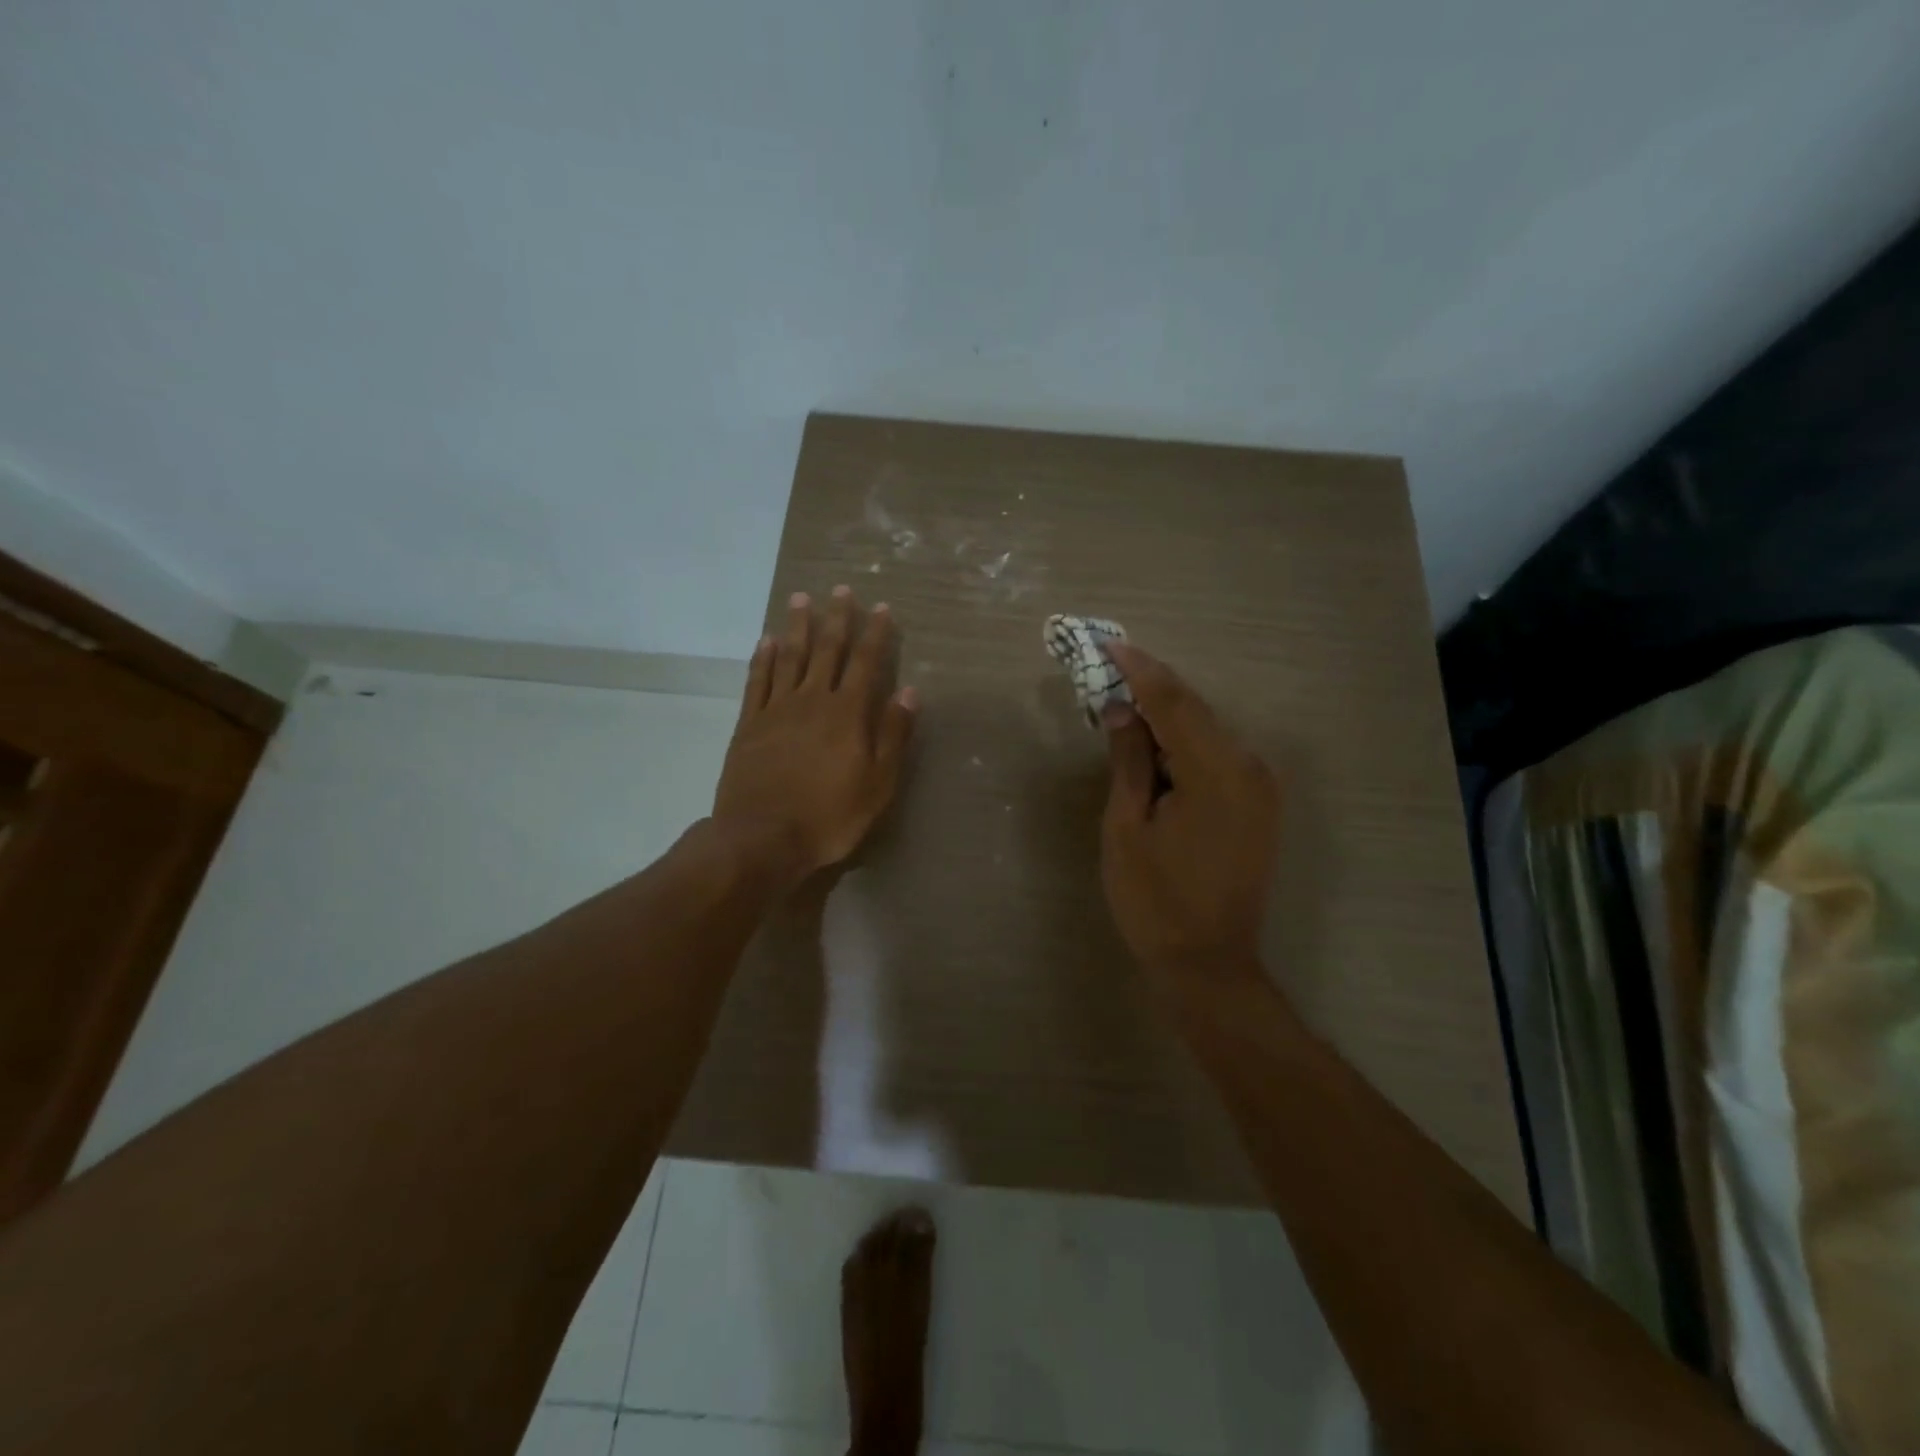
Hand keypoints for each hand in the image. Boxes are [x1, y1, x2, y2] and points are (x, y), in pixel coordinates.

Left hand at [714, 586, 917, 885]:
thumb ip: (893, 735)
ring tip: (801, 599)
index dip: (875, 634)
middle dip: (836, 618)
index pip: (865, 663)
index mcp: (847, 714)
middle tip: (840, 589)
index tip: (881, 607)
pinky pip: (757, 681)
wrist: (762, 837)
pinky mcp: (748, 724)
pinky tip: (766, 640)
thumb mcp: (877, 784)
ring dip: (797, 626)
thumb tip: (909, 692)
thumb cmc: (829, 816)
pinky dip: (763, 657)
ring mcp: (776, 710)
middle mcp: (812, 700)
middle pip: (826, 650)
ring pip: (789, 657)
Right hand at [1099, 642, 1280, 980]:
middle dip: (1151, 686)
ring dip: (1167, 714)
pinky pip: (1218, 754)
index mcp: (1216, 772)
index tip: (1107, 643)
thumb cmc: (1155, 900)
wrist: (1209, 965)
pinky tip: (1155, 741)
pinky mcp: (1259, 804)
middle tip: (1108, 667)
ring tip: (1123, 700)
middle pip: (1194, 710)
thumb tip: (1120, 709)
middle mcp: (1250, 768)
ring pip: (1207, 730)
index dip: (1138, 670)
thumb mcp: (1127, 827)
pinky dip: (1184, 741)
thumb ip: (1129, 760)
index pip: (1173, 702)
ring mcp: (1261, 786)